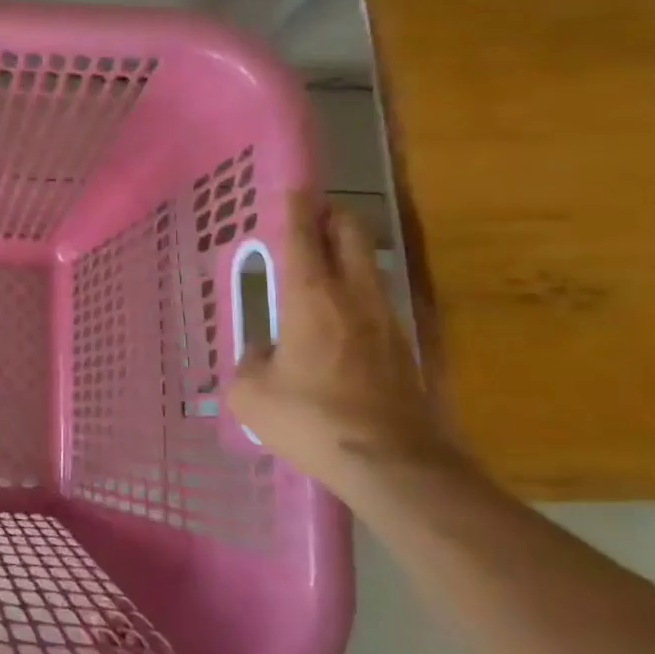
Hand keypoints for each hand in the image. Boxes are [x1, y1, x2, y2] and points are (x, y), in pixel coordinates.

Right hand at [222, 190, 460, 497]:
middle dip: (332, 215)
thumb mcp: (253, 395)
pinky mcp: (405, 348)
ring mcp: (387, 320)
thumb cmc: (312, 420)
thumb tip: (263, 354)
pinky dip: (357, 293)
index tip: (290, 188)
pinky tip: (340, 319)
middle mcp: (354, 296)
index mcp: (311, 296)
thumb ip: (249, 363)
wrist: (394, 465)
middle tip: (310, 215)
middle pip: (351, 233)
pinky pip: (376, 301)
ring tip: (322, 264)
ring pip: (369, 265)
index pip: (303, 233)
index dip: (295, 205)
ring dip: (348, 254)